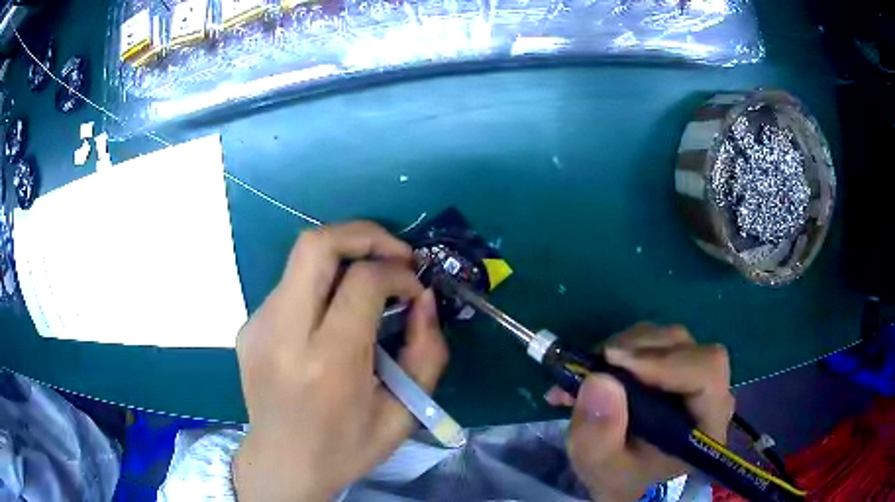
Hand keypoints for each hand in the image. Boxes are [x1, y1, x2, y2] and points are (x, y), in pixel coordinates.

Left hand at [233, 222, 448, 500]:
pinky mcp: (248, 327)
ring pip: (301, 260)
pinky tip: (332, 319)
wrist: (282, 464)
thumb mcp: (404, 414)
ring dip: (343, 259)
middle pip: (315, 245)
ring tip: (369, 285)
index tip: (414, 289)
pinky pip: (290, 288)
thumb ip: (427, 354)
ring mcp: (258, 327)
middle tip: (393, 253)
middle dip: (363, 234)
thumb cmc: (346, 448)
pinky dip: (321, 286)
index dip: (397, 272)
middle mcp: (283, 335)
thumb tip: (424, 299)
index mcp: (327, 364)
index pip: (361, 282)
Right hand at [545, 323, 734, 501]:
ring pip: (667, 339)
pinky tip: (596, 372)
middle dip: (634, 352)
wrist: (633, 482)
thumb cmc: (625, 481)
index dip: (664, 360)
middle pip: (685, 348)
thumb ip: (599, 436)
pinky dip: (621, 351)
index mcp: (707, 421)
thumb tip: (598, 379)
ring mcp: (694, 376)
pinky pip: (654, 343)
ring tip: (587, 375)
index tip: (614, 363)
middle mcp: (710, 391)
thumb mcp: (603, 469)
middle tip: (591, 367)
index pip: (706, 371)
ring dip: (624, 349)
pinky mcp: (677, 369)